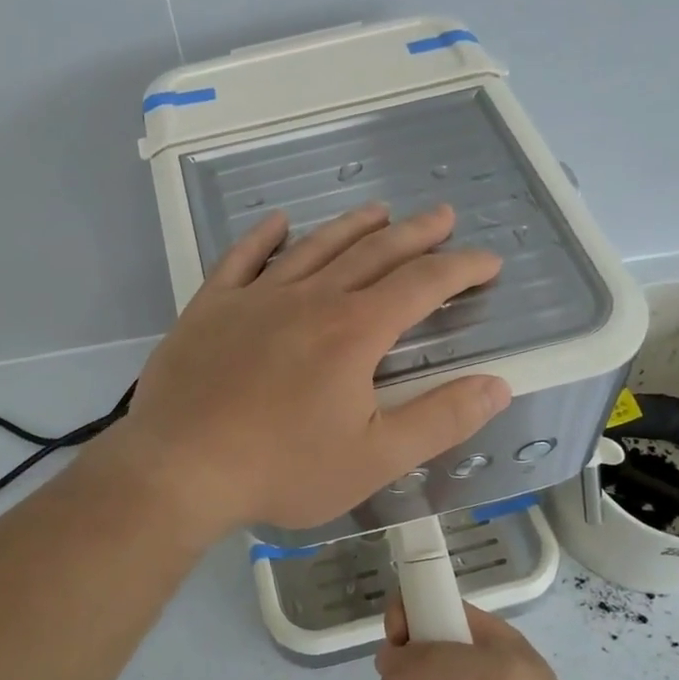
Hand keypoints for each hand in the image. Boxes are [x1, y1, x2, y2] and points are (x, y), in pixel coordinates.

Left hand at [105, 204, 510, 536]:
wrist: (180, 468)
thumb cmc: (282, 468)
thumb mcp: (375, 458)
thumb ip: (440, 419)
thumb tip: (498, 384)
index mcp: (354, 331)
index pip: (421, 284)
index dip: (460, 268)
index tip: (487, 261)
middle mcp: (310, 299)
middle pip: (373, 253)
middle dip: (415, 234)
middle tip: (442, 216)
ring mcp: (255, 297)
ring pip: (314, 247)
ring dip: (351, 226)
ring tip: (379, 211)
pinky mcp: (210, 306)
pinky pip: (241, 258)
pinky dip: (263, 237)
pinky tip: (278, 222)